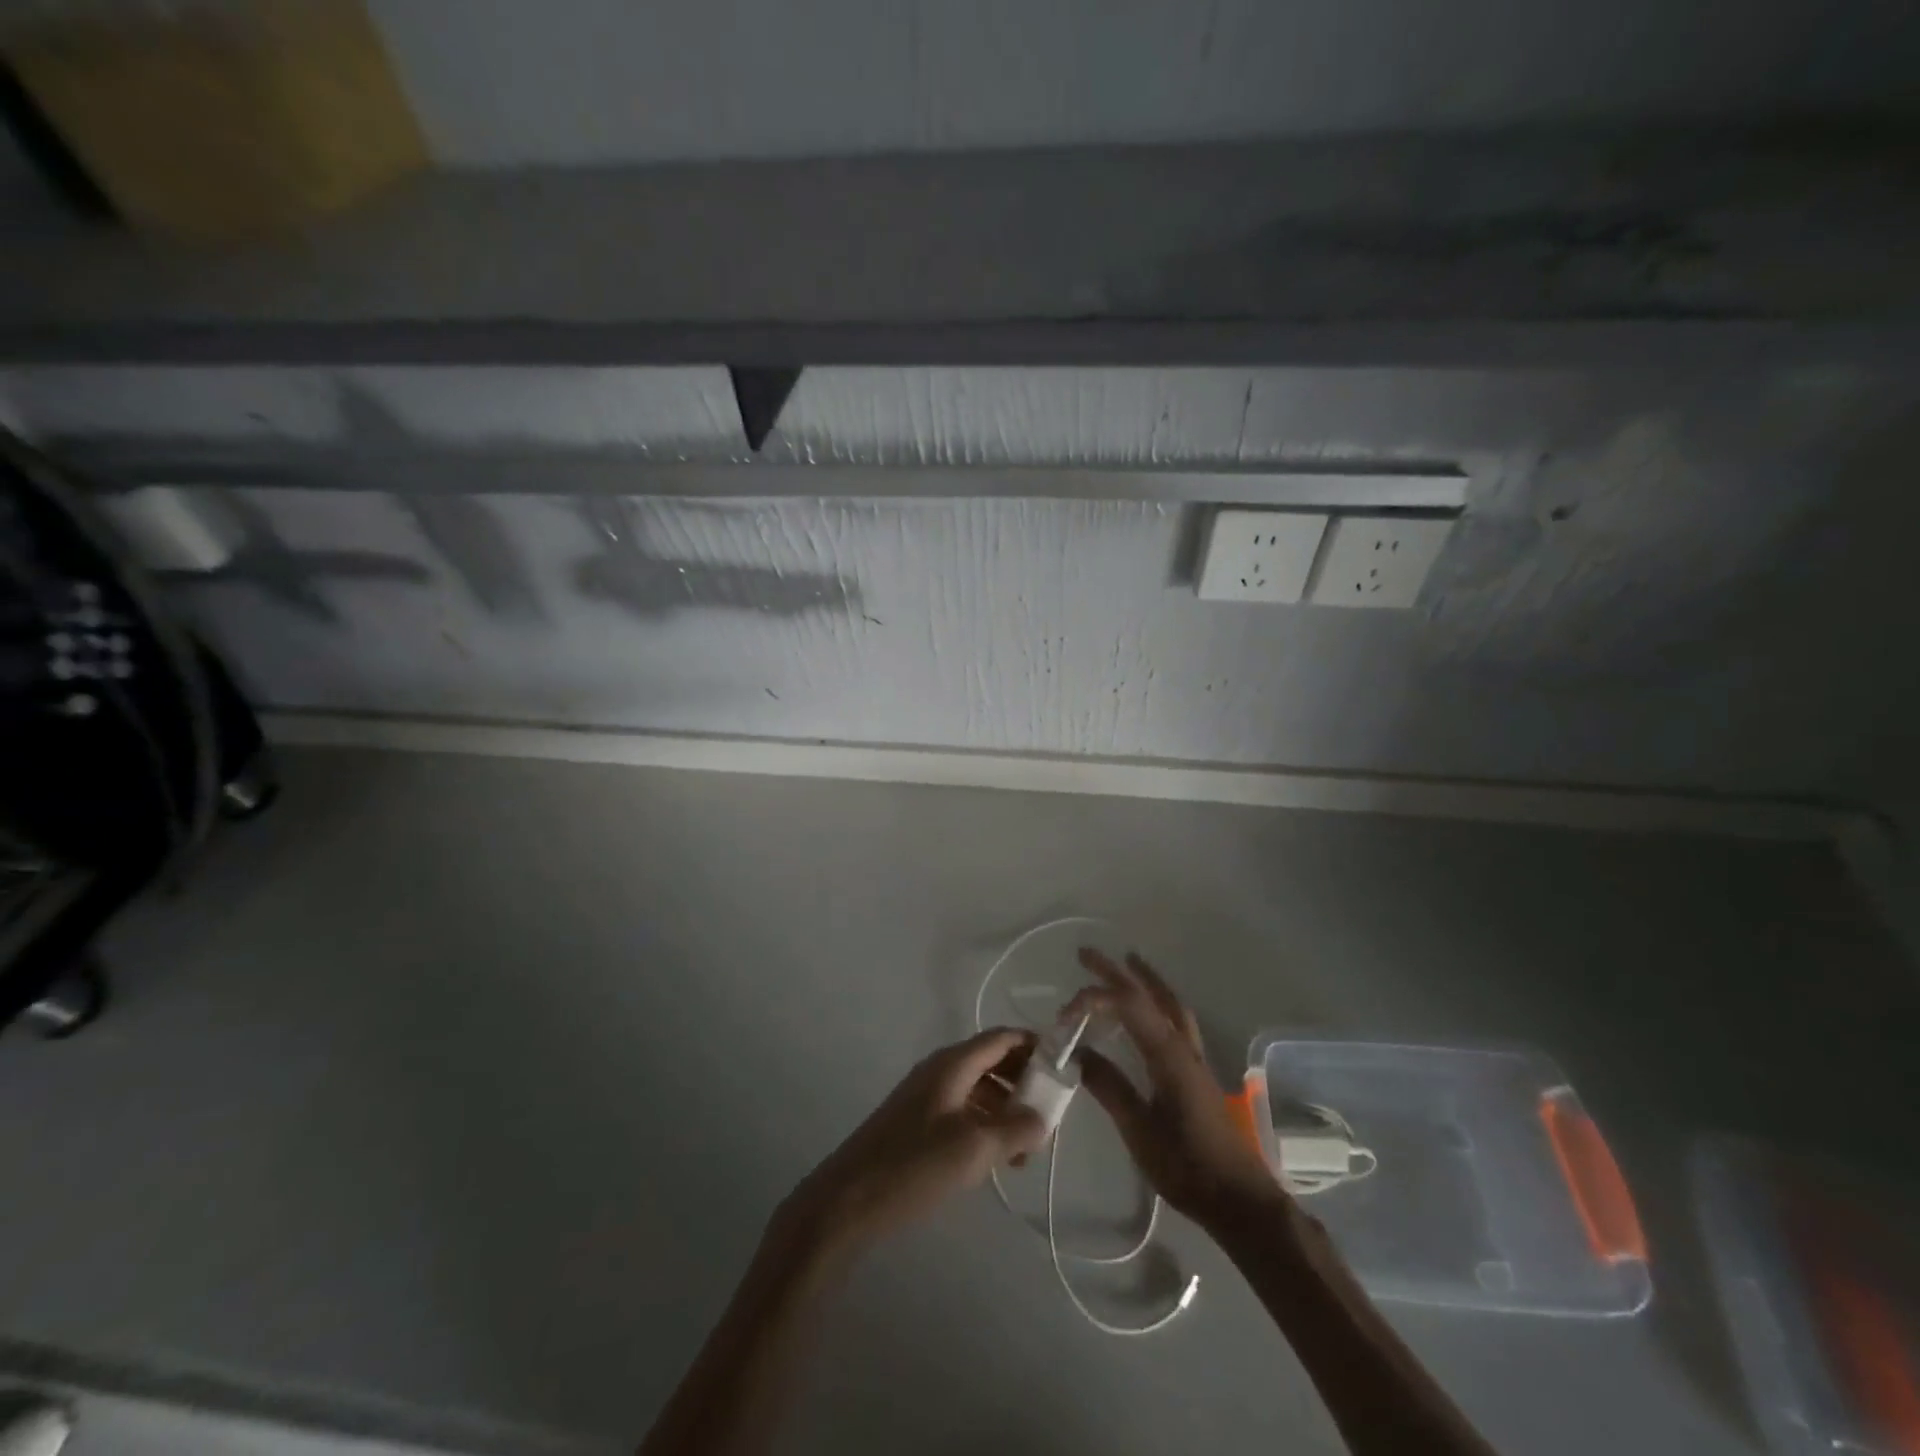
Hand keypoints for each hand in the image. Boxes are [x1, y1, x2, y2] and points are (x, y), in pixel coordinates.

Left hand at [779, 1029, 1047, 1259]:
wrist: (847, 1200)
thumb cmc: (914, 1165)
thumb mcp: (974, 1148)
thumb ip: (1015, 1128)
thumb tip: (1045, 1118)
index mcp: (953, 1063)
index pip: (1003, 1037)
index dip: (1035, 1046)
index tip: (1065, 1069)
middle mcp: (941, 1070)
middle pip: (993, 1061)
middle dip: (1025, 1084)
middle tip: (1050, 1118)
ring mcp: (928, 1095)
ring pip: (980, 1089)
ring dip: (1007, 1110)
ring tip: (1028, 1150)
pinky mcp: (919, 1122)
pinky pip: (964, 1111)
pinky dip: (986, 1126)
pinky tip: (998, 1159)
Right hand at [1065, 949, 1282, 1228]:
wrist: (1240, 1200)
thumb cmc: (1187, 1167)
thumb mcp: (1139, 1131)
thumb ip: (1109, 1087)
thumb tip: (1077, 1052)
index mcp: (1168, 1055)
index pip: (1128, 1005)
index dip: (1094, 997)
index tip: (1064, 1015)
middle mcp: (1183, 1046)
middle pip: (1149, 995)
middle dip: (1117, 971)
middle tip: (1086, 954)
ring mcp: (1194, 1058)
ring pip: (1169, 1004)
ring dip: (1145, 981)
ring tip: (1126, 964)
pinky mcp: (1197, 1073)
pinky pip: (1175, 1021)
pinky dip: (1157, 1003)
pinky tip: (1148, 1014)